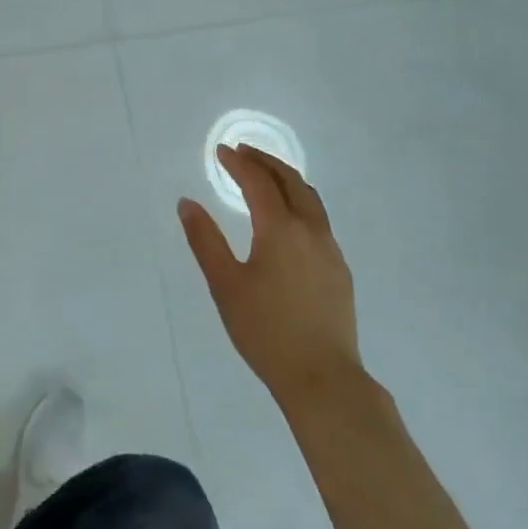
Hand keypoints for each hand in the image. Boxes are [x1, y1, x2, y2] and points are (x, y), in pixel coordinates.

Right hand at [178, 146, 363, 406]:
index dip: (239, 163)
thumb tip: (187, 203)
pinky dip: (299, 203)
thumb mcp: (225, 285)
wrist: (322, 377)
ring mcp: (330, 249)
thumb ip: (205, 240)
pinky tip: (288, 221)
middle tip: (243, 153)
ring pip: (310, 199)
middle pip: (291, 181)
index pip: (258, 182)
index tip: (221, 151)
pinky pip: (319, 220)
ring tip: (266, 177)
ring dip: (286, 180)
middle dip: (266, 162)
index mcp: (280, 229)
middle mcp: (310, 230)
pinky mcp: (340, 270)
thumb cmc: (265, 330)